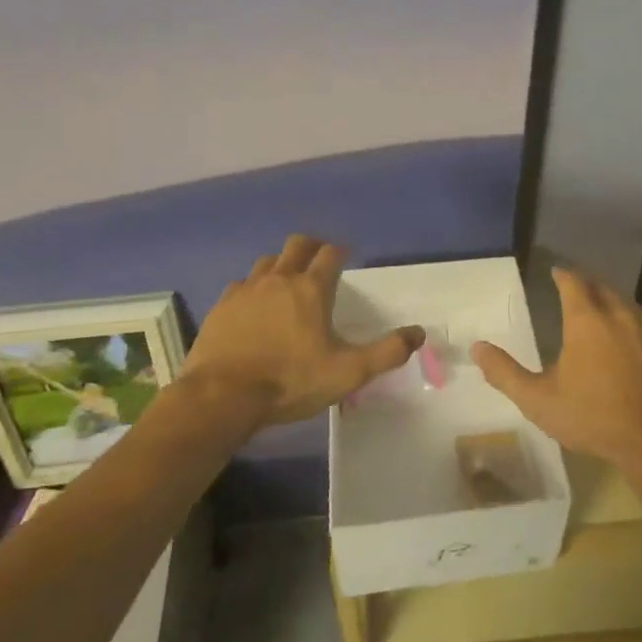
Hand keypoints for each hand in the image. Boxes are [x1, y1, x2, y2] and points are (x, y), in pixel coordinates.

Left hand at [179, 234, 422, 428]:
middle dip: (311, 247)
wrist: (222, 396)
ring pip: (268, 261)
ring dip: (281, 265)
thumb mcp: (347, 373)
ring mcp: (247, 289)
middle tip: (318, 260)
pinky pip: (242, 284)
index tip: (345, 258)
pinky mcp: (222, 305)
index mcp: (311, 289)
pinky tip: (253, 306)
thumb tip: (419, 333)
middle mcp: (280, 278)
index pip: (330, 253)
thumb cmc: (290, 381)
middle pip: (297, 244)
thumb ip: (386, 352)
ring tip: (287, 282)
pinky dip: (253, 288)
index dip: (340, 252)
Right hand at [472, 268, 641, 478]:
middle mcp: (619, 314)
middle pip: (602, 288)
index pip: (573, 282)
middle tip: (576, 291)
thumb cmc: (593, 417)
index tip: (555, 272)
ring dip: (612, 303)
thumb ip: (505, 372)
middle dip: (588, 286)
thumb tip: (476, 347)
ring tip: (601, 313)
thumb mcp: (539, 400)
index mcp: (586, 320)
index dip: (563, 274)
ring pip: (627, 305)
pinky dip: (634, 327)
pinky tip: (632, 343)